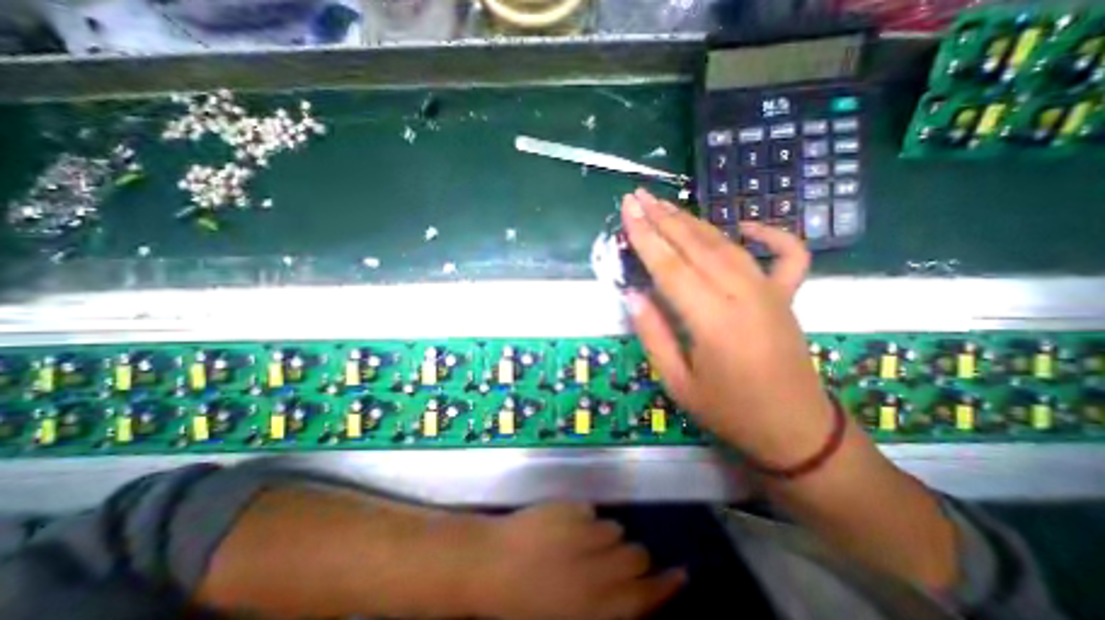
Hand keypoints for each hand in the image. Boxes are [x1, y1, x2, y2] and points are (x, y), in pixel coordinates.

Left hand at [464, 504, 683, 619]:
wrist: (488, 563)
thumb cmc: (520, 605)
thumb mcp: (566, 618)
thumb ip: (602, 606)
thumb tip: (625, 591)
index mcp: (595, 605)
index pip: (644, 595)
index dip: (667, 585)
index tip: (681, 573)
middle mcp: (596, 567)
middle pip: (636, 555)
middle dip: (634, 558)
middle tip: (618, 560)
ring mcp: (582, 531)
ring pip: (615, 528)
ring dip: (607, 537)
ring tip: (584, 542)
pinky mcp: (569, 507)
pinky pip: (591, 511)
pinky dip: (585, 519)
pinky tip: (566, 526)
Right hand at [618, 188, 833, 465]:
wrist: (796, 430)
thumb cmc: (730, 411)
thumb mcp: (678, 382)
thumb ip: (654, 334)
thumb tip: (633, 295)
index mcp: (712, 321)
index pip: (670, 267)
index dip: (645, 237)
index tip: (628, 210)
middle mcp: (743, 296)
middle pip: (696, 247)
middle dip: (664, 218)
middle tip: (639, 197)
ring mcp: (770, 293)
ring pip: (727, 245)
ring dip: (695, 222)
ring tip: (667, 205)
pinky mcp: (787, 297)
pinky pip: (787, 255)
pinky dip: (771, 235)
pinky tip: (745, 225)